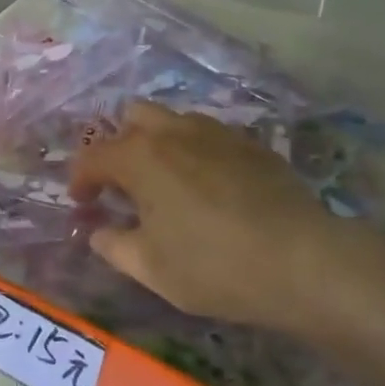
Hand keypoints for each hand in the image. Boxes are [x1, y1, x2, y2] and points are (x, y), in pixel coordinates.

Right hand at [68, 105, 384, 362]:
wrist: (303, 261)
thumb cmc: (214, 266)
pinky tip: (206, 187)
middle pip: (132, 117)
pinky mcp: (251, 144)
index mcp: (141, 157)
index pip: (93, 156)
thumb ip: (114, 245)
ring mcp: (217, 133)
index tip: (83, 205)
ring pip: (173, 120)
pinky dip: (193, 152)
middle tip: (123, 185)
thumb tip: (99, 233)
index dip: (80, 180)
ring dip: (157, 144)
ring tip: (164, 184)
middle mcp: (175, 132)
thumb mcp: (150, 268)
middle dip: (118, 146)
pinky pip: (208, 135)